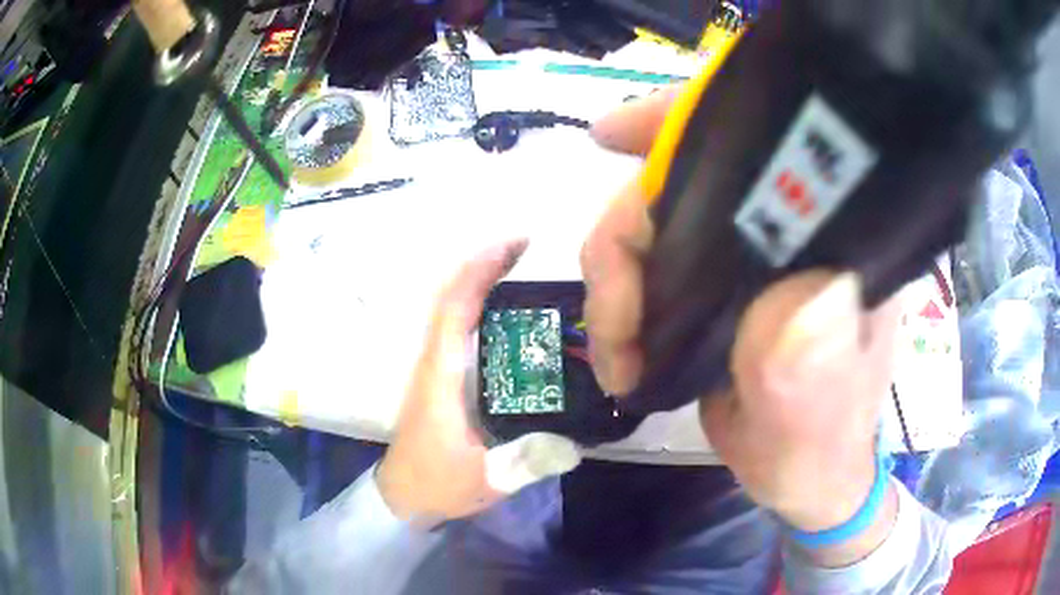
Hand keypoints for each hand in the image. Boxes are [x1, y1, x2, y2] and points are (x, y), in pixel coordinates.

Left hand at [378, 240, 579, 523]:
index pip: (454, 308)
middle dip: (487, 266)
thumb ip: (523, 463)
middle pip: (454, 298)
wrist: (404, 497)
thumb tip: (574, 443)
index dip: (481, 271)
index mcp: (441, 375)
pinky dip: (483, 309)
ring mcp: (437, 369)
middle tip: (531, 250)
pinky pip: (462, 331)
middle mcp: (435, 361)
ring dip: (484, 283)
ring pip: (455, 311)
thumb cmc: (436, 484)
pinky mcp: (444, 380)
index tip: (516, 245)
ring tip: (529, 273)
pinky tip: (516, 316)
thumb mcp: (483, 479)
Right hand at [584, 89, 902, 547]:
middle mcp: (791, 228)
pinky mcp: (720, 282)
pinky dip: (622, 291)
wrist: (804, 474)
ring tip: (617, 350)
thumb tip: (796, 300)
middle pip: (684, 179)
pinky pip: (654, 260)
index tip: (613, 133)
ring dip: (617, 278)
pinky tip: (618, 333)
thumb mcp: (818, 422)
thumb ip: (810, 372)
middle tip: (611, 318)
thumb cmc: (821, 447)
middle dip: (625, 232)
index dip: (687, 122)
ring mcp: (751, 252)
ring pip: (657, 222)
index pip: (763, 142)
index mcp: (831, 237)